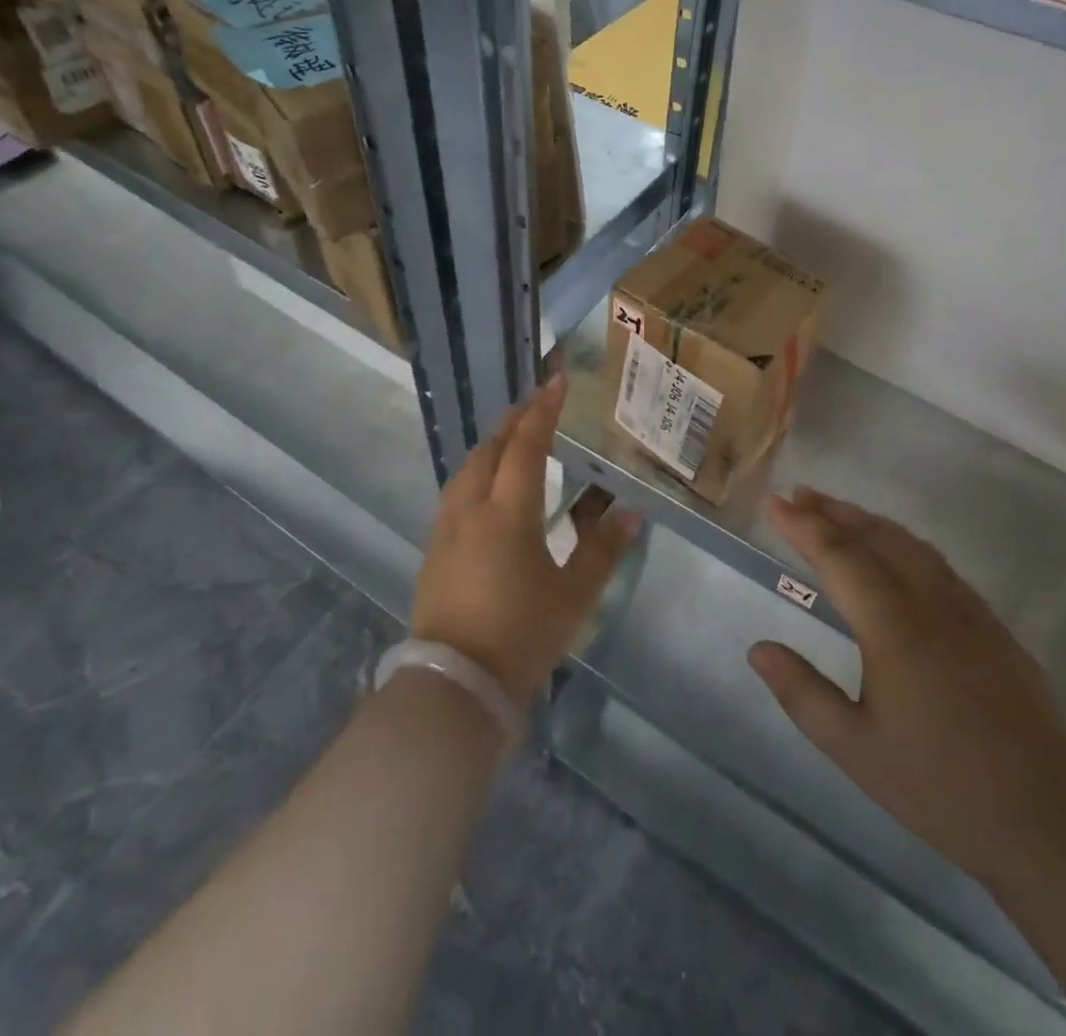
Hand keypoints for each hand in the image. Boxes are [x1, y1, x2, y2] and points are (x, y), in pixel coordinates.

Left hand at [412, 376, 640, 704]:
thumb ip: (603, 550)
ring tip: (511, 439)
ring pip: (466, 469)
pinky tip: (485, 487)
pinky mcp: (433, 550)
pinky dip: (475, 473)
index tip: (556, 382)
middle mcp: (471, 509)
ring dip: (491, 445)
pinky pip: (455, 493)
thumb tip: (632, 514)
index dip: (543, 411)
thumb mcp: (573, 595)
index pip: (526, 446)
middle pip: (489, 450)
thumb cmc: (521, 634)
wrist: (455, 684)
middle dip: (513, 421)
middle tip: (536, 404)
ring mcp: (446, 529)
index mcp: (508, 513)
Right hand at [748, 487, 1065, 885]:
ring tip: (837, 510)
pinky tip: (896, 552)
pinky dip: (902, 541)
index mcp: (892, 625)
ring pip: (909, 544)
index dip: (803, 525)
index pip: (838, 556)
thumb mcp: (856, 749)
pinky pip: (936, 562)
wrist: (1051, 815)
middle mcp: (929, 601)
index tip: (774, 502)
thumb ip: (803, 693)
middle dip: (832, 511)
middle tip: (798, 493)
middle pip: (875, 537)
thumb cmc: (942, 785)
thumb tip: (758, 649)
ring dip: (868, 521)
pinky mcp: (990, 624)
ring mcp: (966, 609)